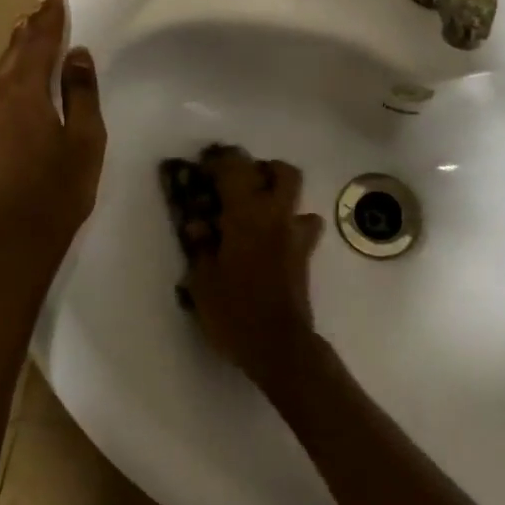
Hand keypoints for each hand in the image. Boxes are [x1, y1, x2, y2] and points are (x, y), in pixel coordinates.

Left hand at [0, 0, 105, 266]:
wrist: (14, 244)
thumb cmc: (60, 190)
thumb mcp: (85, 139)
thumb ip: (80, 93)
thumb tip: (76, 55)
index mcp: (22, 95)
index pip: (38, 45)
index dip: (49, 21)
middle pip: (13, 54)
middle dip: (30, 30)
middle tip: (42, 8)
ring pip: (1, 73)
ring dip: (17, 51)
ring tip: (29, 32)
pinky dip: (10, 75)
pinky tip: (18, 77)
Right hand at [183, 147, 325, 387]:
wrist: (278, 344)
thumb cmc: (234, 310)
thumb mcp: (202, 280)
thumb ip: (201, 246)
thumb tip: (199, 224)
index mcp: (247, 213)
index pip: (235, 168)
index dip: (220, 160)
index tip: (205, 164)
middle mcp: (276, 215)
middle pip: (282, 172)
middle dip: (263, 169)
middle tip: (240, 183)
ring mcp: (296, 234)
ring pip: (298, 196)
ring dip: (280, 195)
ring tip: (258, 211)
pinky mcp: (306, 255)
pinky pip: (303, 226)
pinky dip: (291, 225)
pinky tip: (274, 240)